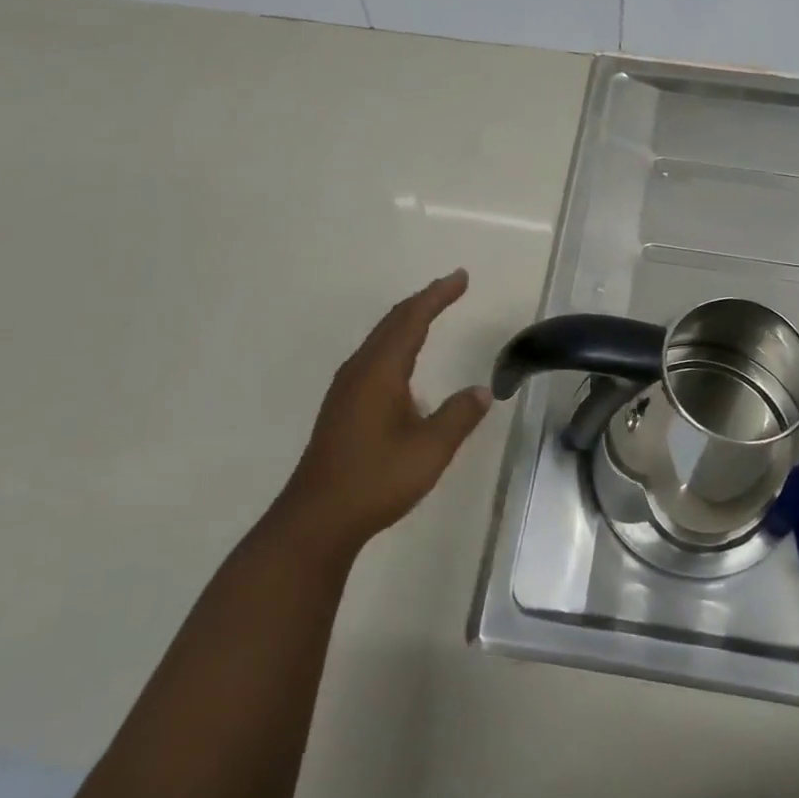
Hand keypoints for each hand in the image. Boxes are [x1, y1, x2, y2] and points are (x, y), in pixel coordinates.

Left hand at [276, 270, 492, 556]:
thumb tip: (481, 391)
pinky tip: (404, 361)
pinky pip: (374, 355)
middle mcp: (360, 370)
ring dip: (408, 320)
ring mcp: (346, 388)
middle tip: (452, 286)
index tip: (461, 277)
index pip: (412, 320)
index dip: (438, 296)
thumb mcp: (429, 450)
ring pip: (380, 338)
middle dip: (424, 300)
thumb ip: (458, 416)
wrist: (316, 520)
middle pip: (393, 322)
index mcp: (380, 371)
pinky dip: (396, 341)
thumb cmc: (375, 480)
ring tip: (431, 312)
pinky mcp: (342, 406)